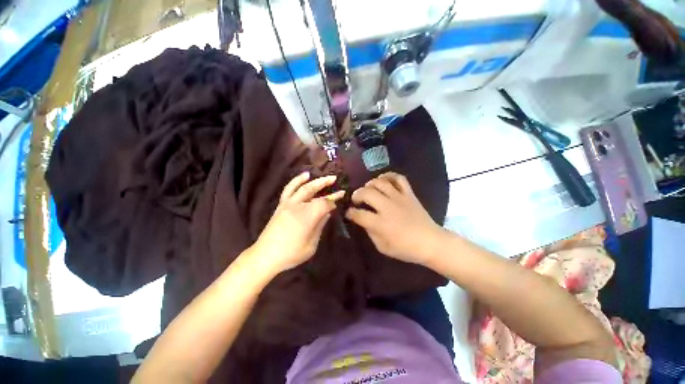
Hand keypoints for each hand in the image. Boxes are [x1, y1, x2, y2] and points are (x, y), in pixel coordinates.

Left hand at [250, 172, 343, 274]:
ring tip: (323, 176)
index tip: (340, 199)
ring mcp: (287, 204)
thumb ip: (320, 225)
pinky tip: (304, 176)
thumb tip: (327, 213)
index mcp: (307, 216)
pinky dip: (296, 181)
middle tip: (335, 179)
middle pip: (313, 190)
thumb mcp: (312, 244)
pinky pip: (289, 189)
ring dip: (314, 180)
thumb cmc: (292, 253)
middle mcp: (297, 206)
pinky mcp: (281, 205)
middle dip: (326, 183)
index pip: (324, 203)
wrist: (266, 255)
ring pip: (302, 187)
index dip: (333, 200)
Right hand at [345, 172, 445, 264]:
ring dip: (370, 184)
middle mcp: (388, 207)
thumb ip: (370, 232)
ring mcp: (399, 198)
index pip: (358, 214)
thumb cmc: (406, 249)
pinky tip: (383, 180)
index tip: (348, 212)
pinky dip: (389, 176)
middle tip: (356, 200)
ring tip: (368, 189)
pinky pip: (399, 178)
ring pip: (380, 182)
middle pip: (367, 193)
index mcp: (380, 224)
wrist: (431, 242)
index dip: (350, 212)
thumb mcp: (382, 247)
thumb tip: (362, 220)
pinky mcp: (409, 194)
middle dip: (356, 195)